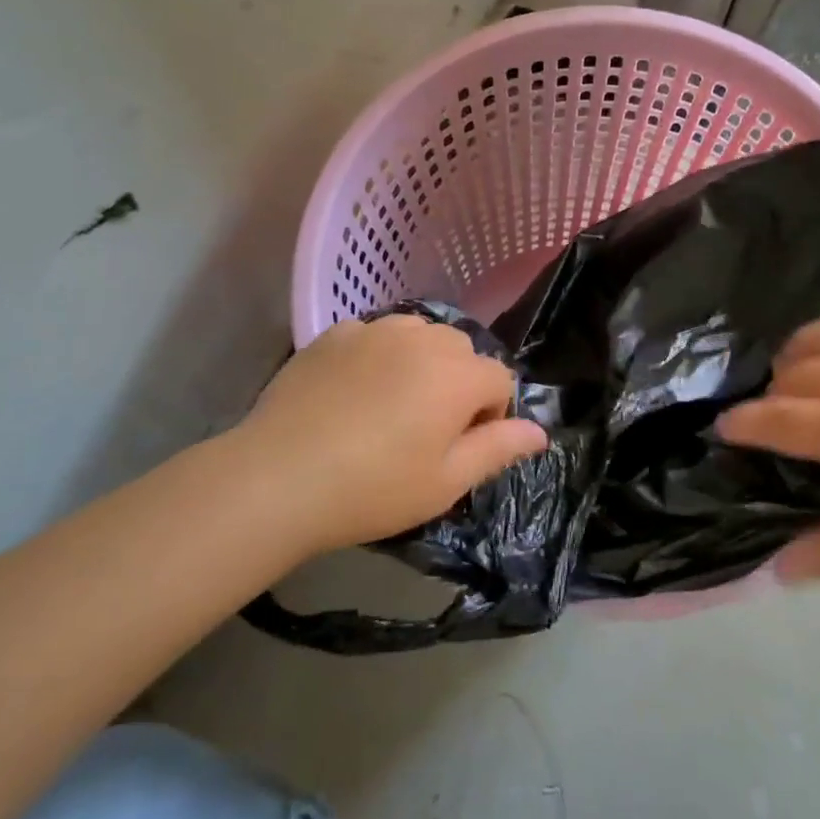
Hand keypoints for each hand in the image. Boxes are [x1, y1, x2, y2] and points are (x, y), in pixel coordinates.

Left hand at [231, 314, 547, 553]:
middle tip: (425, 430)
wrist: (279, 477)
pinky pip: (374, 336)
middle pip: (461, 351)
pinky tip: (352, 395)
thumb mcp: (446, 482)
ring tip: (391, 406)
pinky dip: (378, 357)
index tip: (461, 449)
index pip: (499, 379)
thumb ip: (498, 449)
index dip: (490, 416)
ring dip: (419, 364)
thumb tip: (540, 432)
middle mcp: (422, 338)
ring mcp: (373, 330)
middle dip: (458, 384)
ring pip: (418, 336)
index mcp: (457, 374)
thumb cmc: (374, 488)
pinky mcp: (332, 334)